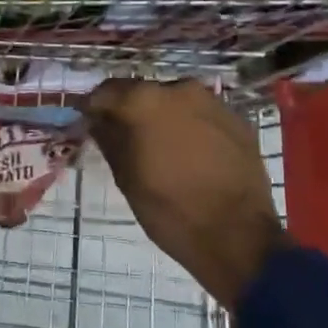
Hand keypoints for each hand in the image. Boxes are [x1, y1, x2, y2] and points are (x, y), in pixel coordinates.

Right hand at [87, 78, 285, 307]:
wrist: (238, 238)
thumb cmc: (170, 210)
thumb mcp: (127, 178)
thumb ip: (109, 139)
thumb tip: (97, 120)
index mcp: (146, 100)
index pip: (107, 90)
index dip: (95, 106)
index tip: (89, 122)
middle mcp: (180, 89)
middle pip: (144, 92)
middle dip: (131, 111)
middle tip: (125, 138)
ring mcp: (214, 102)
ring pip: (176, 102)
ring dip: (163, 118)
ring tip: (160, 148)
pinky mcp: (238, 120)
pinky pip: (203, 116)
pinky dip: (191, 127)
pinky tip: (191, 155)